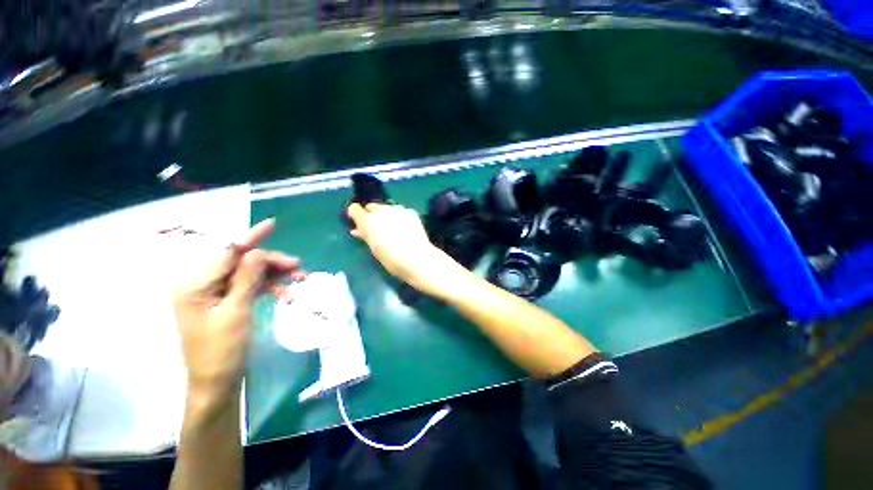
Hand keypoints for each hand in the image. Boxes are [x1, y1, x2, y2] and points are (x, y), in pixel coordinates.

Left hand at [172, 219, 298, 403]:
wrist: (218, 381)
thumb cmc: (222, 350)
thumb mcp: (235, 312)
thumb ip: (246, 279)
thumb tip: (258, 252)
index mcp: (195, 284)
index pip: (226, 253)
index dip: (250, 237)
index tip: (272, 223)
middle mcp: (202, 284)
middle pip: (242, 262)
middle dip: (271, 262)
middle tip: (298, 266)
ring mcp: (215, 293)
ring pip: (250, 273)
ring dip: (275, 275)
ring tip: (299, 279)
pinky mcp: (227, 301)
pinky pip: (251, 286)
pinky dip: (270, 287)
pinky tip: (286, 294)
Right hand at [347, 203, 465, 298]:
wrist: (417, 258)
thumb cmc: (391, 259)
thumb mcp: (374, 248)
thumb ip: (365, 236)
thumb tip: (358, 230)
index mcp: (368, 221)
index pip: (354, 209)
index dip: (356, 216)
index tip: (359, 225)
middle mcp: (382, 210)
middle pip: (372, 207)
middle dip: (372, 215)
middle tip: (377, 228)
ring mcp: (398, 209)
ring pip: (387, 208)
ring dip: (387, 215)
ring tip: (393, 228)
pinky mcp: (411, 212)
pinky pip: (401, 211)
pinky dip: (400, 217)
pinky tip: (405, 227)